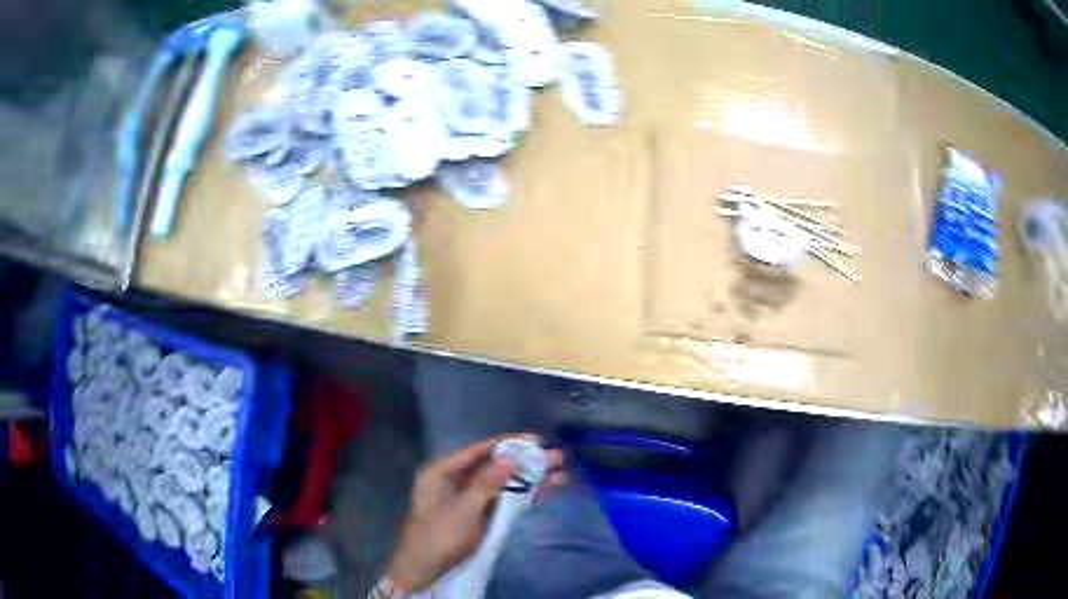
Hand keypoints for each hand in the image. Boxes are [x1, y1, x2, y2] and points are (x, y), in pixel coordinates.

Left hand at [385, 434, 565, 591]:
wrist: (425, 572)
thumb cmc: (438, 537)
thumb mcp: (462, 511)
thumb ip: (486, 484)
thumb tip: (511, 457)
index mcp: (442, 472)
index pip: (478, 451)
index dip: (508, 444)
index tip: (537, 440)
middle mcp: (455, 481)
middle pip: (493, 466)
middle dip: (524, 462)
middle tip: (556, 457)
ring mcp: (469, 499)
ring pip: (502, 483)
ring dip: (529, 479)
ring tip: (560, 471)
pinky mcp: (480, 516)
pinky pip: (504, 500)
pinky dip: (524, 496)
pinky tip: (547, 490)